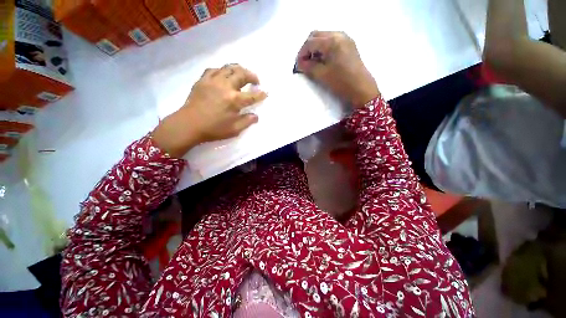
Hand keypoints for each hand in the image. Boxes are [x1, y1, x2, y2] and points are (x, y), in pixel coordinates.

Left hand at [152, 64, 266, 157]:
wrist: (189, 125)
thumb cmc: (213, 129)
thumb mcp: (234, 130)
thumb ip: (247, 121)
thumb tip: (256, 116)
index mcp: (234, 100)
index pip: (252, 95)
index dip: (261, 94)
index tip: (266, 93)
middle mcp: (225, 86)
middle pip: (242, 74)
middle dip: (252, 76)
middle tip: (256, 80)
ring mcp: (213, 81)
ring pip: (229, 68)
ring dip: (239, 69)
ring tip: (243, 74)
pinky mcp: (203, 80)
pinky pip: (214, 69)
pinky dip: (223, 70)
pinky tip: (224, 75)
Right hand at [297, 31, 379, 106]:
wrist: (361, 89)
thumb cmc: (341, 83)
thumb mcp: (322, 75)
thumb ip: (308, 67)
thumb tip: (300, 63)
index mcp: (332, 41)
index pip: (310, 42)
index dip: (301, 53)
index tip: (298, 65)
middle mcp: (339, 35)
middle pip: (316, 35)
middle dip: (307, 48)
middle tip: (304, 63)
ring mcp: (345, 39)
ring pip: (324, 37)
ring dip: (315, 48)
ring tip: (313, 63)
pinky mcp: (349, 45)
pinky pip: (332, 41)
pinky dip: (324, 49)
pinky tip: (323, 60)